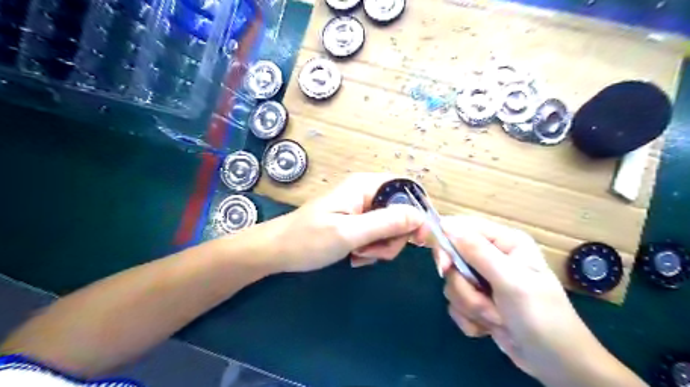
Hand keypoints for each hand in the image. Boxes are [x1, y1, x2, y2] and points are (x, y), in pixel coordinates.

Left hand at [241, 173, 425, 274]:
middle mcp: (366, 193)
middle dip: (394, 237)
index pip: (407, 189)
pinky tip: (354, 257)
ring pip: (390, 228)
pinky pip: (377, 235)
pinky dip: (372, 249)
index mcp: (365, 186)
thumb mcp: (349, 233)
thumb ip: (386, 223)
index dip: (418, 211)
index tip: (419, 238)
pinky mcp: (356, 223)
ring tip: (358, 255)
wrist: (277, 252)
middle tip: (373, 252)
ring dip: (381, 246)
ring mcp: (361, 209)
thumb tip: (421, 217)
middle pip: (401, 212)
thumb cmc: (308, 240)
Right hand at [430, 218, 613, 383]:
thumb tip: (447, 225)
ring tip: (497, 317)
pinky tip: (490, 327)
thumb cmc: (542, 317)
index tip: (443, 265)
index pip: (462, 228)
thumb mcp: (511, 281)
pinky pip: (455, 303)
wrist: (557, 365)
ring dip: (471, 305)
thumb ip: (478, 252)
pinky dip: (469, 318)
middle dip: (464, 284)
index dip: (446, 242)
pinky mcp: (477, 301)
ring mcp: (483, 280)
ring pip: (452, 284)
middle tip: (478, 297)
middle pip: (452, 257)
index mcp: (504, 242)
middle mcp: (491, 256)